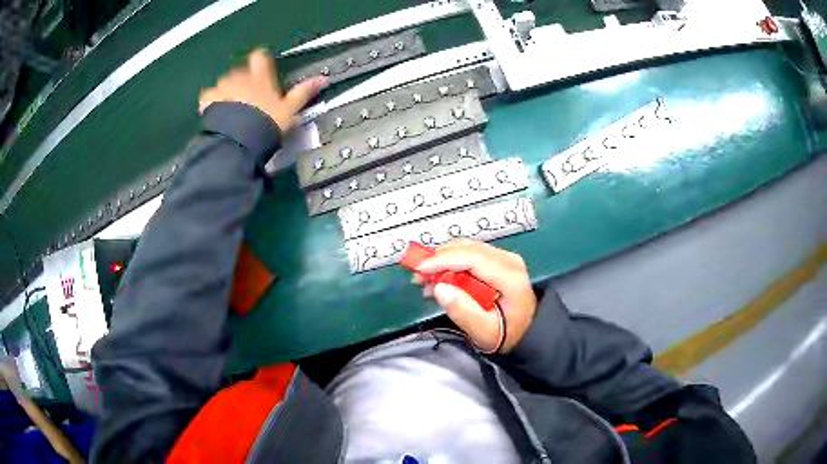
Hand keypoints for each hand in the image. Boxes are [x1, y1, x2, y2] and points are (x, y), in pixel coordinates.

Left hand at [199, 48, 327, 131]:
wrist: (240, 140)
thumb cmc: (267, 123)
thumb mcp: (289, 110)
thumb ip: (303, 93)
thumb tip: (323, 79)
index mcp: (261, 78)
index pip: (259, 57)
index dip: (259, 60)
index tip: (260, 68)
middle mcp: (241, 78)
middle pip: (240, 71)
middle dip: (242, 81)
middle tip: (247, 99)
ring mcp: (223, 88)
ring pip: (224, 83)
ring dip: (226, 91)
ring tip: (230, 108)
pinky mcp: (209, 100)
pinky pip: (208, 96)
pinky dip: (210, 101)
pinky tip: (213, 112)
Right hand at [415, 240, 536, 352]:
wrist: (526, 331)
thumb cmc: (507, 333)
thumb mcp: (484, 331)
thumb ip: (463, 311)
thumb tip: (439, 288)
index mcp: (510, 276)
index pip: (473, 257)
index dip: (443, 260)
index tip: (420, 269)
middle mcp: (509, 260)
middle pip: (468, 248)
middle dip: (439, 258)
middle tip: (418, 277)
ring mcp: (504, 257)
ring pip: (467, 247)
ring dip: (443, 259)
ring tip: (425, 279)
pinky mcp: (498, 260)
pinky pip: (470, 253)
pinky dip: (451, 261)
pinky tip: (440, 277)